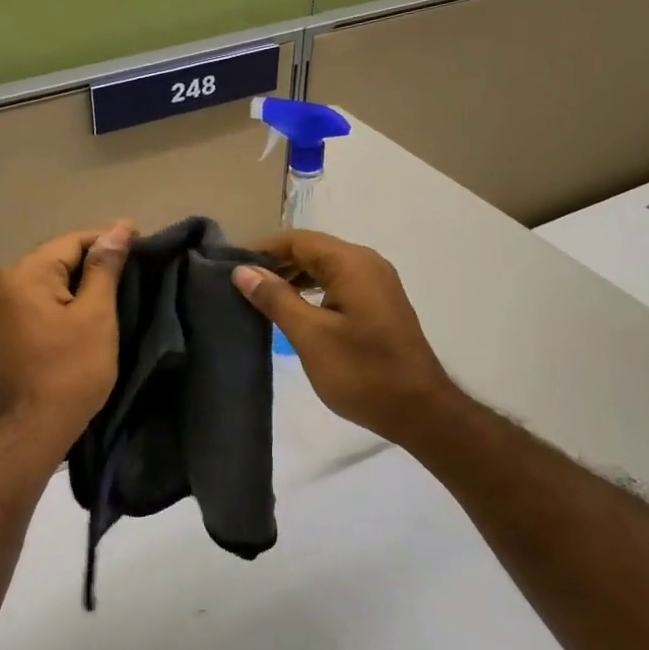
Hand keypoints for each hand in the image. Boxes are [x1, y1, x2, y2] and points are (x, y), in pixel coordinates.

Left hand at [0, 221, 133, 450]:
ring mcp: (4, 306)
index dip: (109, 239)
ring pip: (52, 278)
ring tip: (121, 281)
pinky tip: (93, 303)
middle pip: (59, 257)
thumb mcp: (96, 314)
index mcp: (25, 274)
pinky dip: (69, 296)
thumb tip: (119, 229)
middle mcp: (7, 282)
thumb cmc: (72, 369)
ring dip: (84, 278)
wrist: (37, 425)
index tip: (143, 240)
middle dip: (96, 258)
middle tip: (137, 262)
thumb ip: (105, 268)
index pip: (73, 241)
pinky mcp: (10, 326)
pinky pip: (44, 298)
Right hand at [232, 229, 456, 445]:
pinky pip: (339, 285)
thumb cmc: (362, 372)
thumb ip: (276, 299)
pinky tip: (293, 312)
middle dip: (276, 263)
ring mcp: (377, 285)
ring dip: (294, 279)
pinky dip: (313, 292)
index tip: (229, 266)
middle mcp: (367, 264)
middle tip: (239, 285)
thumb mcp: (311, 336)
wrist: (419, 410)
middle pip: (313, 250)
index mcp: (351, 263)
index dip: (262, 249)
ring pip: (326, 269)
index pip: (298, 240)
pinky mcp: (379, 305)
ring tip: (259, 299)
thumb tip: (243, 270)